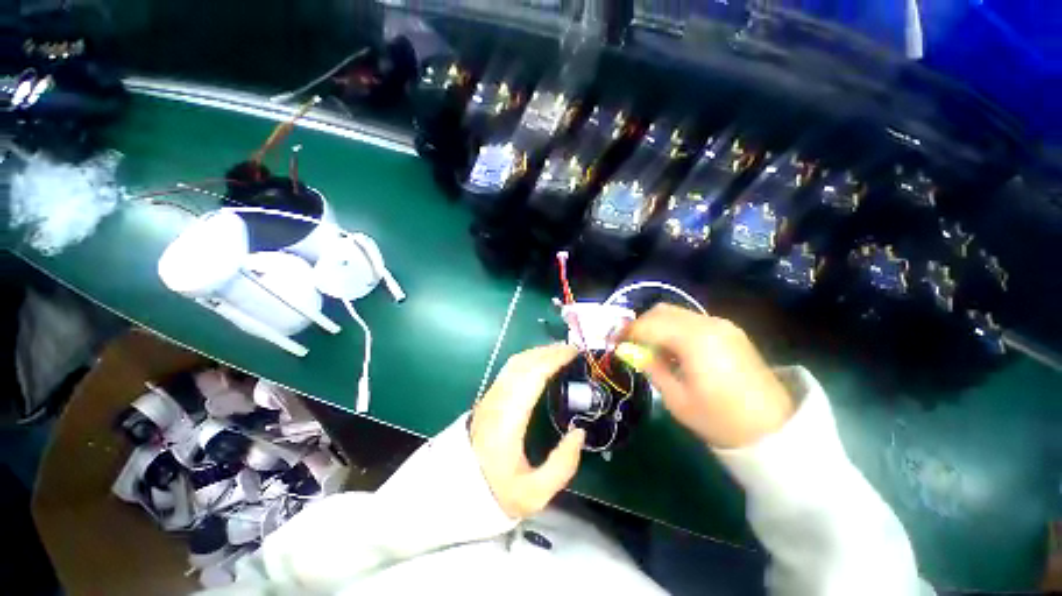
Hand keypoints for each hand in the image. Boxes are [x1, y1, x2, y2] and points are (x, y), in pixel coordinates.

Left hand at [470, 345, 586, 518]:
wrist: (458, 488)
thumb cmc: (498, 490)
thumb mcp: (535, 493)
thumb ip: (562, 465)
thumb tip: (579, 433)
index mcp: (508, 420)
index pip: (532, 376)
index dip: (554, 360)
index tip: (574, 353)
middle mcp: (497, 400)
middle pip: (523, 363)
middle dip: (549, 351)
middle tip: (572, 350)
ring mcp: (490, 396)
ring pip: (515, 362)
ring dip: (538, 352)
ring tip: (559, 353)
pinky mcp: (489, 396)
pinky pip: (510, 368)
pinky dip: (528, 358)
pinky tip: (539, 362)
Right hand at [625, 304, 793, 448]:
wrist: (774, 429)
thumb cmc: (720, 419)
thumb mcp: (676, 399)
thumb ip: (651, 367)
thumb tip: (631, 351)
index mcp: (694, 340)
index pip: (649, 324)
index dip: (628, 332)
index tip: (616, 344)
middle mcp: (708, 323)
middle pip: (662, 312)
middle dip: (641, 325)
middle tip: (631, 345)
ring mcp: (721, 325)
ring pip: (676, 313)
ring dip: (657, 326)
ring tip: (651, 348)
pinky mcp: (729, 331)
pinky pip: (692, 321)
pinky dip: (674, 329)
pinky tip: (673, 349)